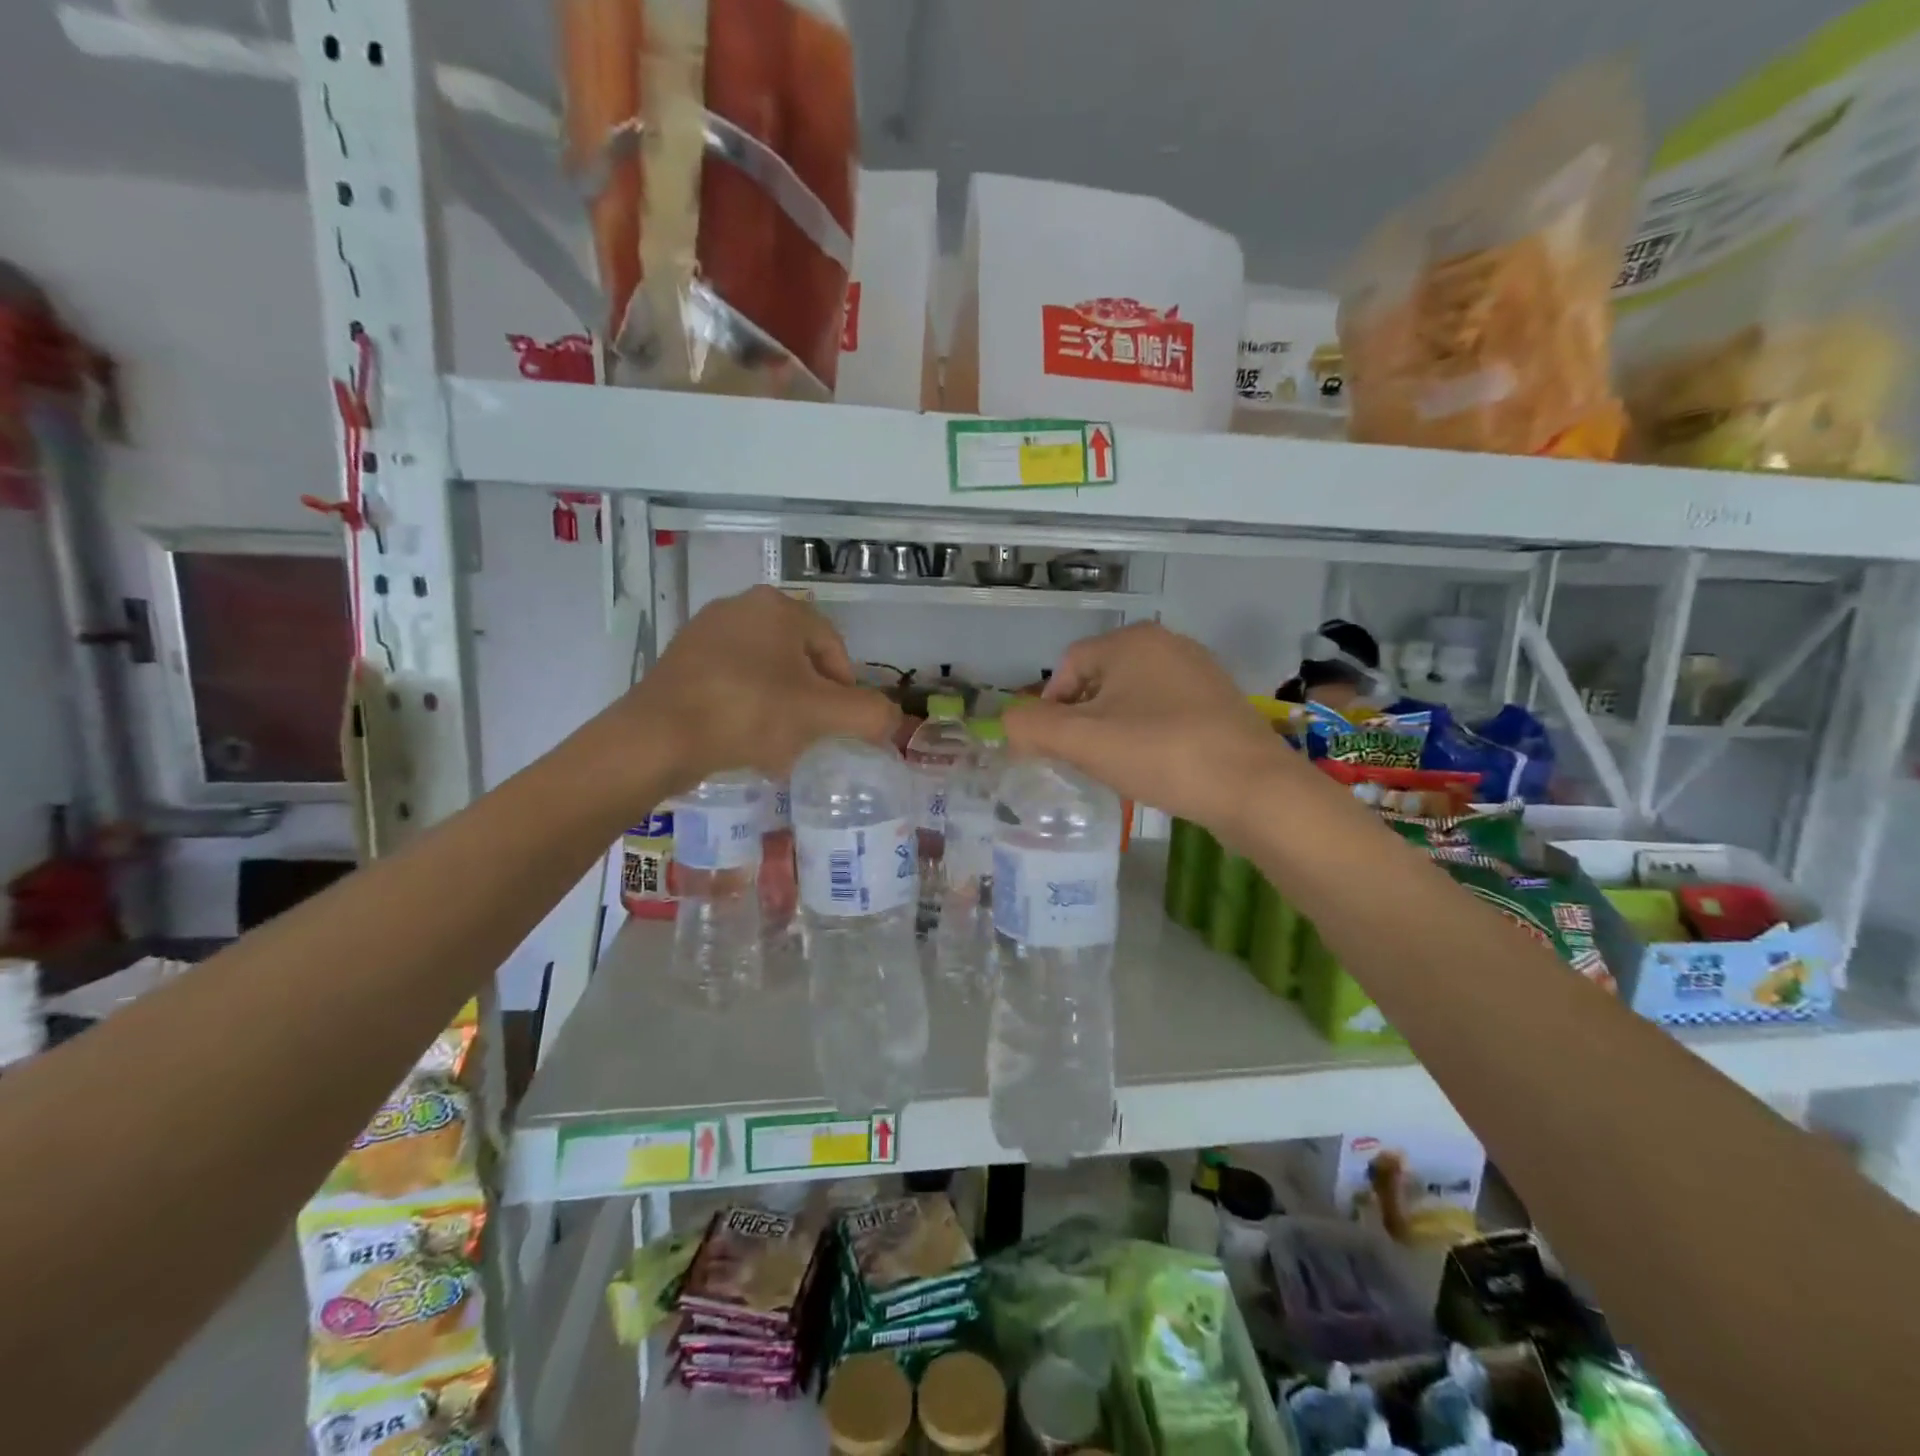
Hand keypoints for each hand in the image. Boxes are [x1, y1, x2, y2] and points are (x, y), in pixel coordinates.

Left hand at [601, 586, 897, 797]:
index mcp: (779, 607)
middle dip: (811, 701)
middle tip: (808, 737)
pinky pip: (731, 683)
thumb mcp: (823, 715)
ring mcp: (705, 631)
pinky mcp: (680, 660)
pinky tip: (741, 739)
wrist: (658, 737)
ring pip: (766, 673)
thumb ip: (870, 714)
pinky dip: (745, 709)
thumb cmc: (749, 714)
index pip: (833, 649)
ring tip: (776, 745)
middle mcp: (741, 606)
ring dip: (780, 707)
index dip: (845, 692)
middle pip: (799, 661)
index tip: (837, 727)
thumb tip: (891, 719)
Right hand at [1002, 623, 1293, 834]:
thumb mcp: (1082, 742)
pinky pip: (1164, 712)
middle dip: (1082, 720)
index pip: (1067, 666)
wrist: (1252, 788)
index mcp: (1131, 640)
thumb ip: (1032, 727)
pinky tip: (1154, 766)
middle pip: (1099, 680)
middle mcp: (1167, 644)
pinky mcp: (1220, 702)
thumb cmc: (1160, 754)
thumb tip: (1009, 723)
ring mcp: (1199, 672)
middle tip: (1082, 760)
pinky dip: (1147, 735)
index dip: (1049, 708)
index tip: (1052, 749)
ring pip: (1132, 698)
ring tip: (1116, 767)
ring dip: (1114, 729)